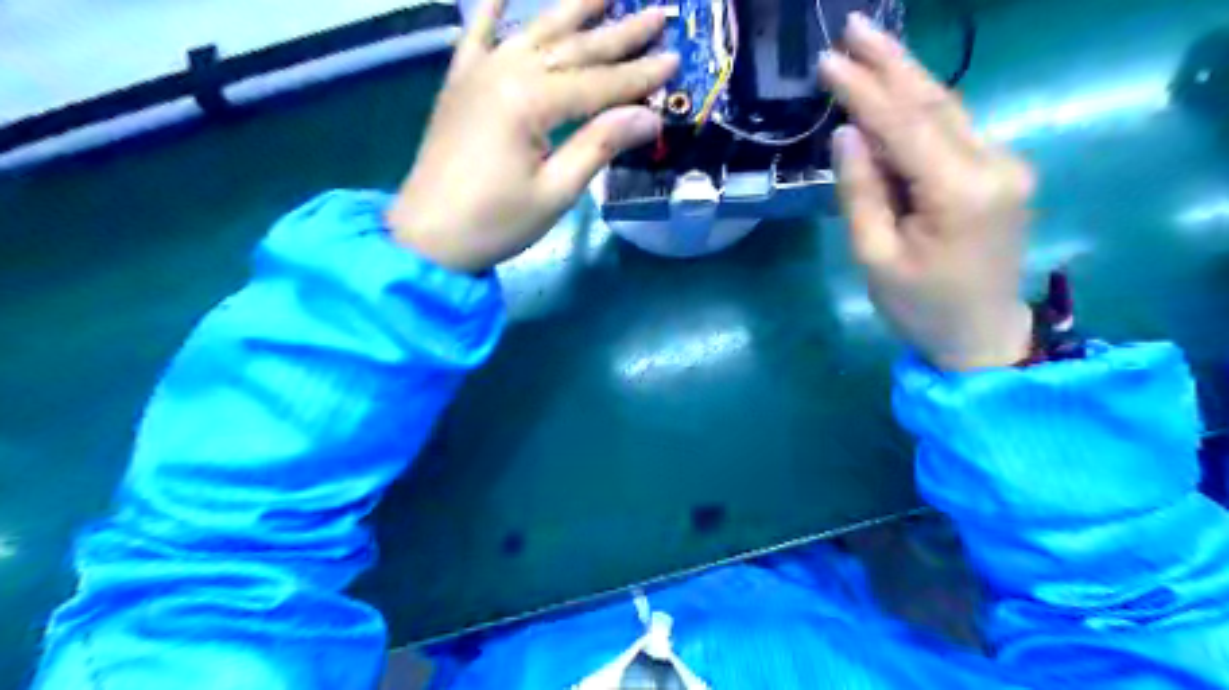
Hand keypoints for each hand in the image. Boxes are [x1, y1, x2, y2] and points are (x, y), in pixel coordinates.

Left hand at [389, 0, 675, 271]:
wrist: (427, 238)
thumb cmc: (496, 223)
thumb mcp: (555, 192)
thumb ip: (599, 146)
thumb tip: (648, 116)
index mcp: (530, 101)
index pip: (598, 83)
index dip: (639, 75)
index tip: (675, 59)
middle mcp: (505, 71)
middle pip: (572, 48)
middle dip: (618, 35)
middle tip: (657, 14)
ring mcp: (478, 73)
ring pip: (534, 32)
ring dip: (570, 9)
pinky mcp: (459, 84)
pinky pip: (475, 34)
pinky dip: (490, 8)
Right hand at [814, 14, 1034, 367]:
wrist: (981, 333)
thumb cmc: (919, 305)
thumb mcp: (874, 257)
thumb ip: (861, 192)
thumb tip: (847, 134)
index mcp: (960, 191)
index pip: (905, 125)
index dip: (864, 90)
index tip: (828, 61)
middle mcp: (994, 164)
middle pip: (934, 101)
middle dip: (891, 63)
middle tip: (853, 27)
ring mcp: (1005, 164)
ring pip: (947, 110)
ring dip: (906, 77)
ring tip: (869, 47)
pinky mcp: (1001, 171)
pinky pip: (953, 131)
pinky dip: (919, 110)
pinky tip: (894, 94)